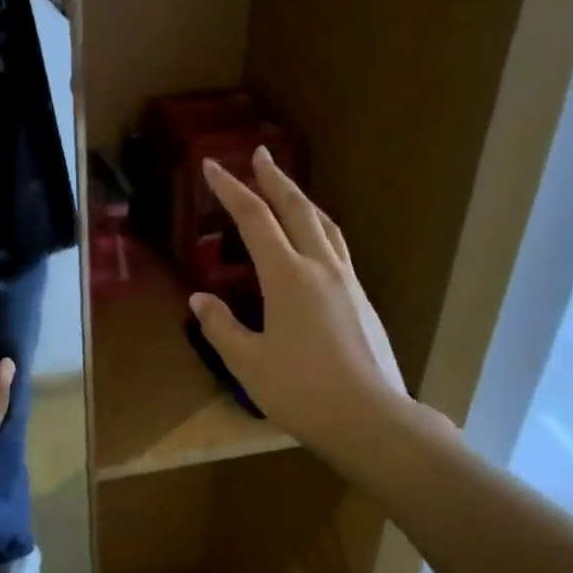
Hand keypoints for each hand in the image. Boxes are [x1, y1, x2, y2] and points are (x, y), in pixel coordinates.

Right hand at [189, 147, 414, 465]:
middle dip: (275, 178)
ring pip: (324, 225)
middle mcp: (321, 268)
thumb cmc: (302, 391)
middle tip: (259, 154)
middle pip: (297, 208)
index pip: (254, 218)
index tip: (212, 165)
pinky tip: (313, 242)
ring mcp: (347, 282)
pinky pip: (337, 248)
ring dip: (302, 199)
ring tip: (286, 188)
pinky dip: (318, 228)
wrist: (371, 419)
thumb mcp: (248, 362)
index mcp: (288, 276)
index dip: (230, 189)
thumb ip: (221, 326)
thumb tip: (201, 299)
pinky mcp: (362, 299)